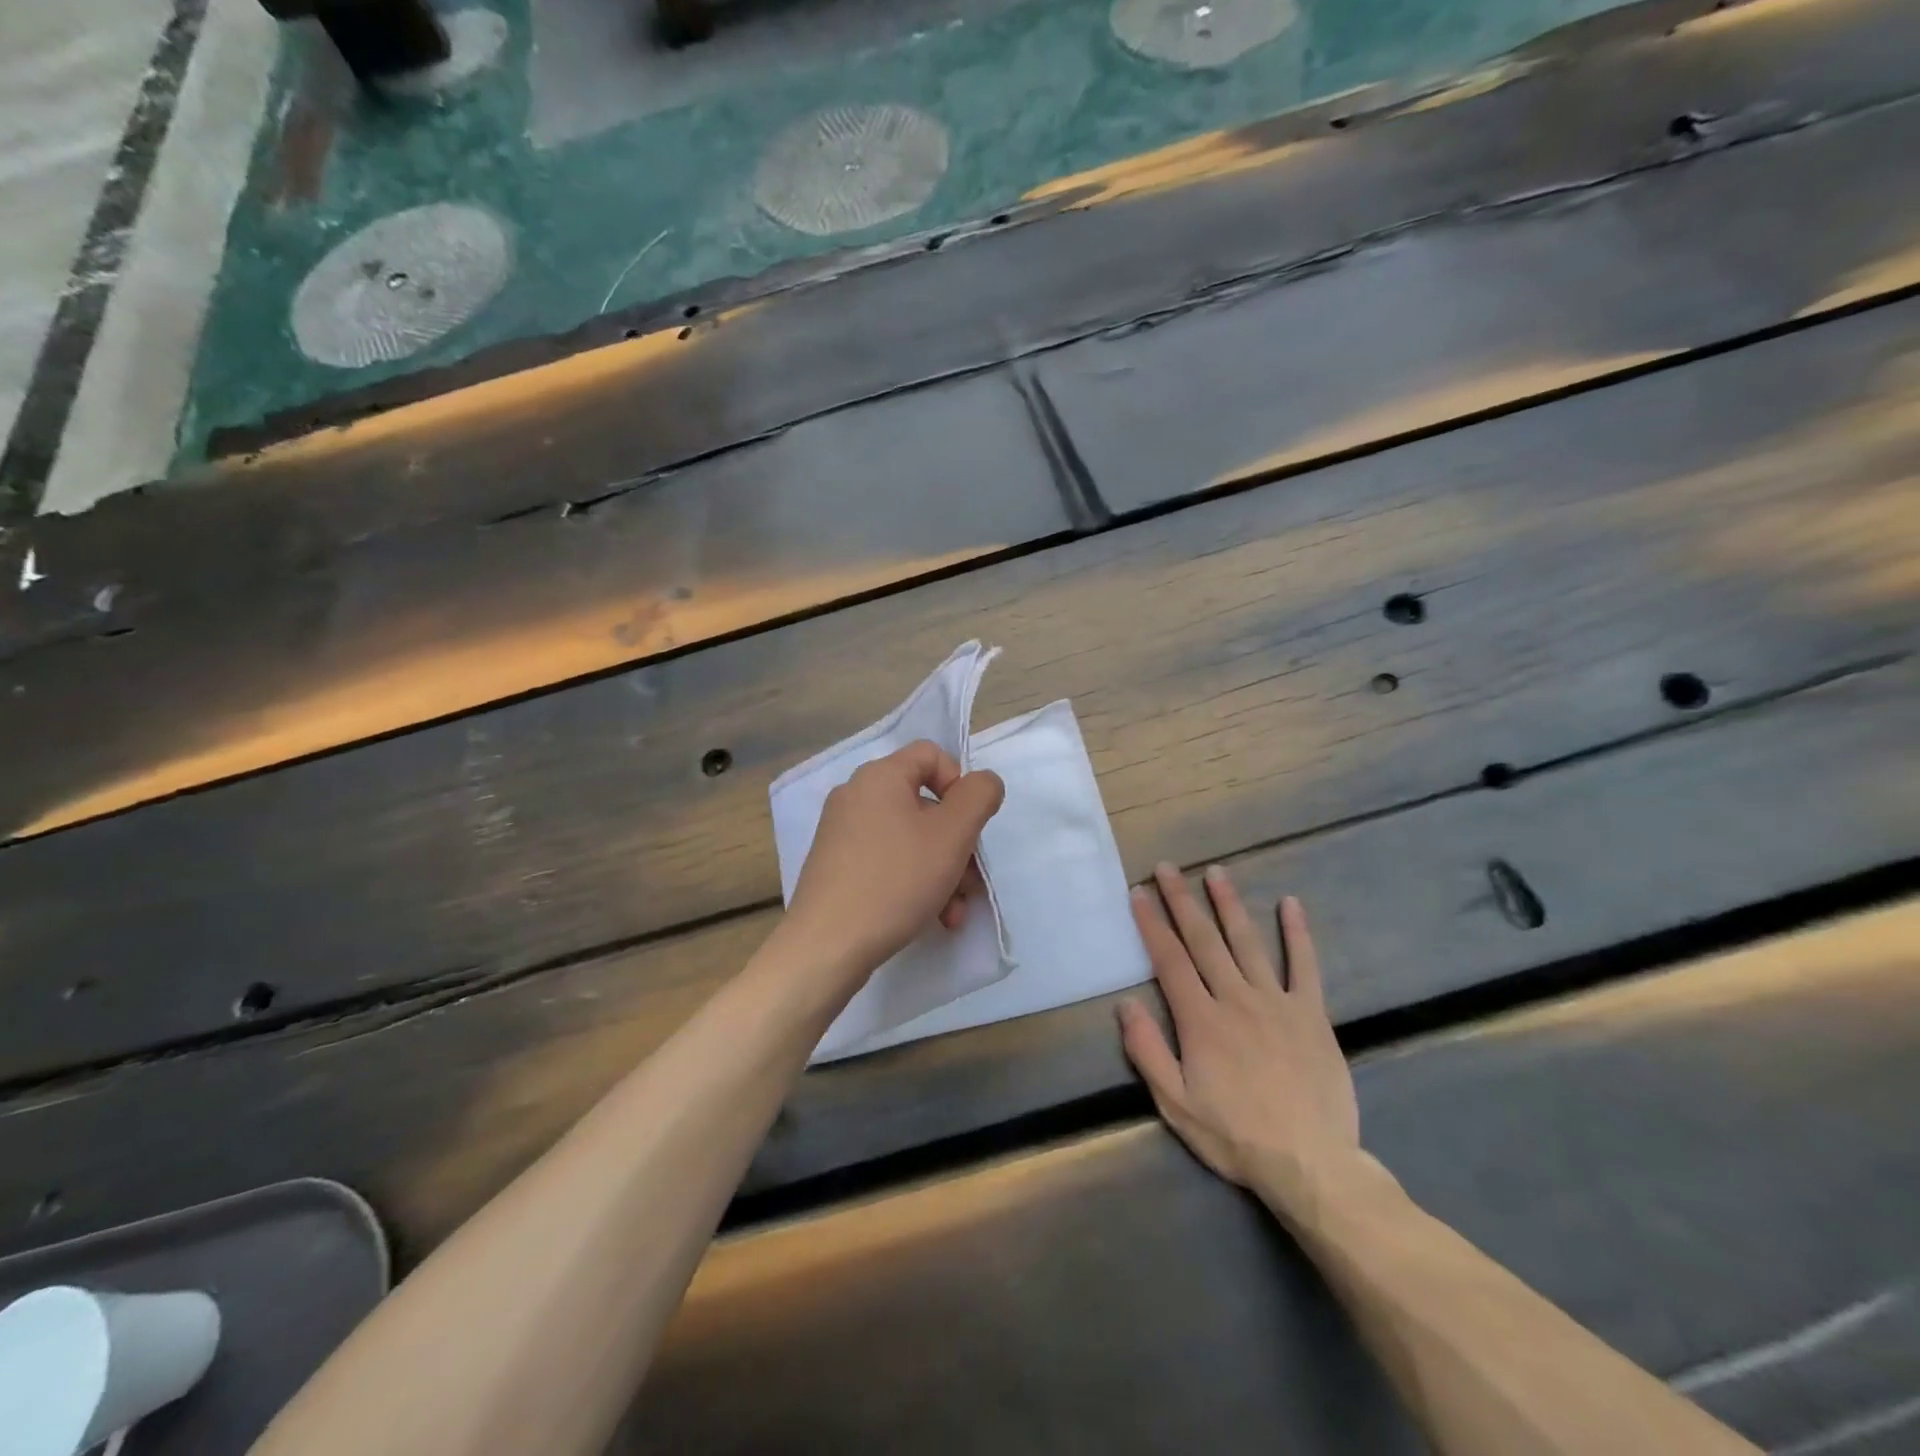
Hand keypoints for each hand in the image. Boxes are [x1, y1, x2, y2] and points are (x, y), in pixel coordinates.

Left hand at [781, 741, 1004, 982]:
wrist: (827, 946)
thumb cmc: (895, 881)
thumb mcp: (952, 835)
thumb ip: (979, 796)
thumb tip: (983, 783)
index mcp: (880, 776)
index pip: (932, 755)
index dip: (960, 784)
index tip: (969, 826)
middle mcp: (856, 796)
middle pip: (925, 804)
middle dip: (957, 844)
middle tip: (970, 882)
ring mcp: (842, 833)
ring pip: (910, 839)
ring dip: (942, 871)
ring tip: (953, 912)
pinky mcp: (837, 866)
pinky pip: (887, 861)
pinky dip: (914, 883)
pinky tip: (932, 919)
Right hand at [1118, 864, 1363, 1223]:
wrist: (1311, 1164)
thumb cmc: (1235, 1136)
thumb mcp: (1176, 1104)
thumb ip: (1148, 1051)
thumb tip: (1124, 1003)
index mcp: (1200, 1020)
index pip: (1169, 960)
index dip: (1151, 924)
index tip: (1139, 893)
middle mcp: (1235, 999)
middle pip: (1203, 940)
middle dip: (1182, 901)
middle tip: (1168, 868)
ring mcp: (1276, 1002)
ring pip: (1247, 942)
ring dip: (1229, 904)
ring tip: (1216, 872)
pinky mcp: (1310, 1014)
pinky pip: (1303, 966)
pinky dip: (1297, 933)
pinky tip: (1290, 903)